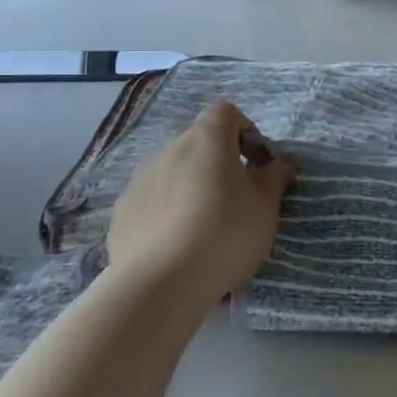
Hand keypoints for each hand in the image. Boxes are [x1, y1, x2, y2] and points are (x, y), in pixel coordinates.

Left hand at [105, 102, 292, 312]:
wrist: (159, 284)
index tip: (256, 163)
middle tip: (235, 199)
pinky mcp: (122, 210)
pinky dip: (166, 211)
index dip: (245, 130)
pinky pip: (152, 199)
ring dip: (191, 186)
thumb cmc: (224, 235)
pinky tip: (176, 245)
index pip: (225, 112)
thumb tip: (275, 164)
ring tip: (204, 227)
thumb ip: (273, 179)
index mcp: (207, 139)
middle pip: (198, 142)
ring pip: (173, 171)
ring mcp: (140, 178)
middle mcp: (169, 148)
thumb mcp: (266, 209)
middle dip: (218, 162)